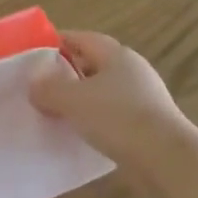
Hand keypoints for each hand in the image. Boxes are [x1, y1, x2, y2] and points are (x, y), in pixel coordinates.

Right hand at [29, 31, 192, 170]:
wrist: (165, 159)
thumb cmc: (117, 118)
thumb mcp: (73, 100)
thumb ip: (48, 88)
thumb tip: (34, 84)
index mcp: (117, 55)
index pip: (82, 38)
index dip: (57, 43)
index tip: (33, 55)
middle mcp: (132, 70)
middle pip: (93, 64)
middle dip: (66, 73)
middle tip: (39, 86)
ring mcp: (142, 97)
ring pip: (102, 91)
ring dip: (80, 99)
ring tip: (55, 112)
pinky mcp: (147, 123)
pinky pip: (112, 114)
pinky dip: (94, 119)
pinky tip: (80, 133)